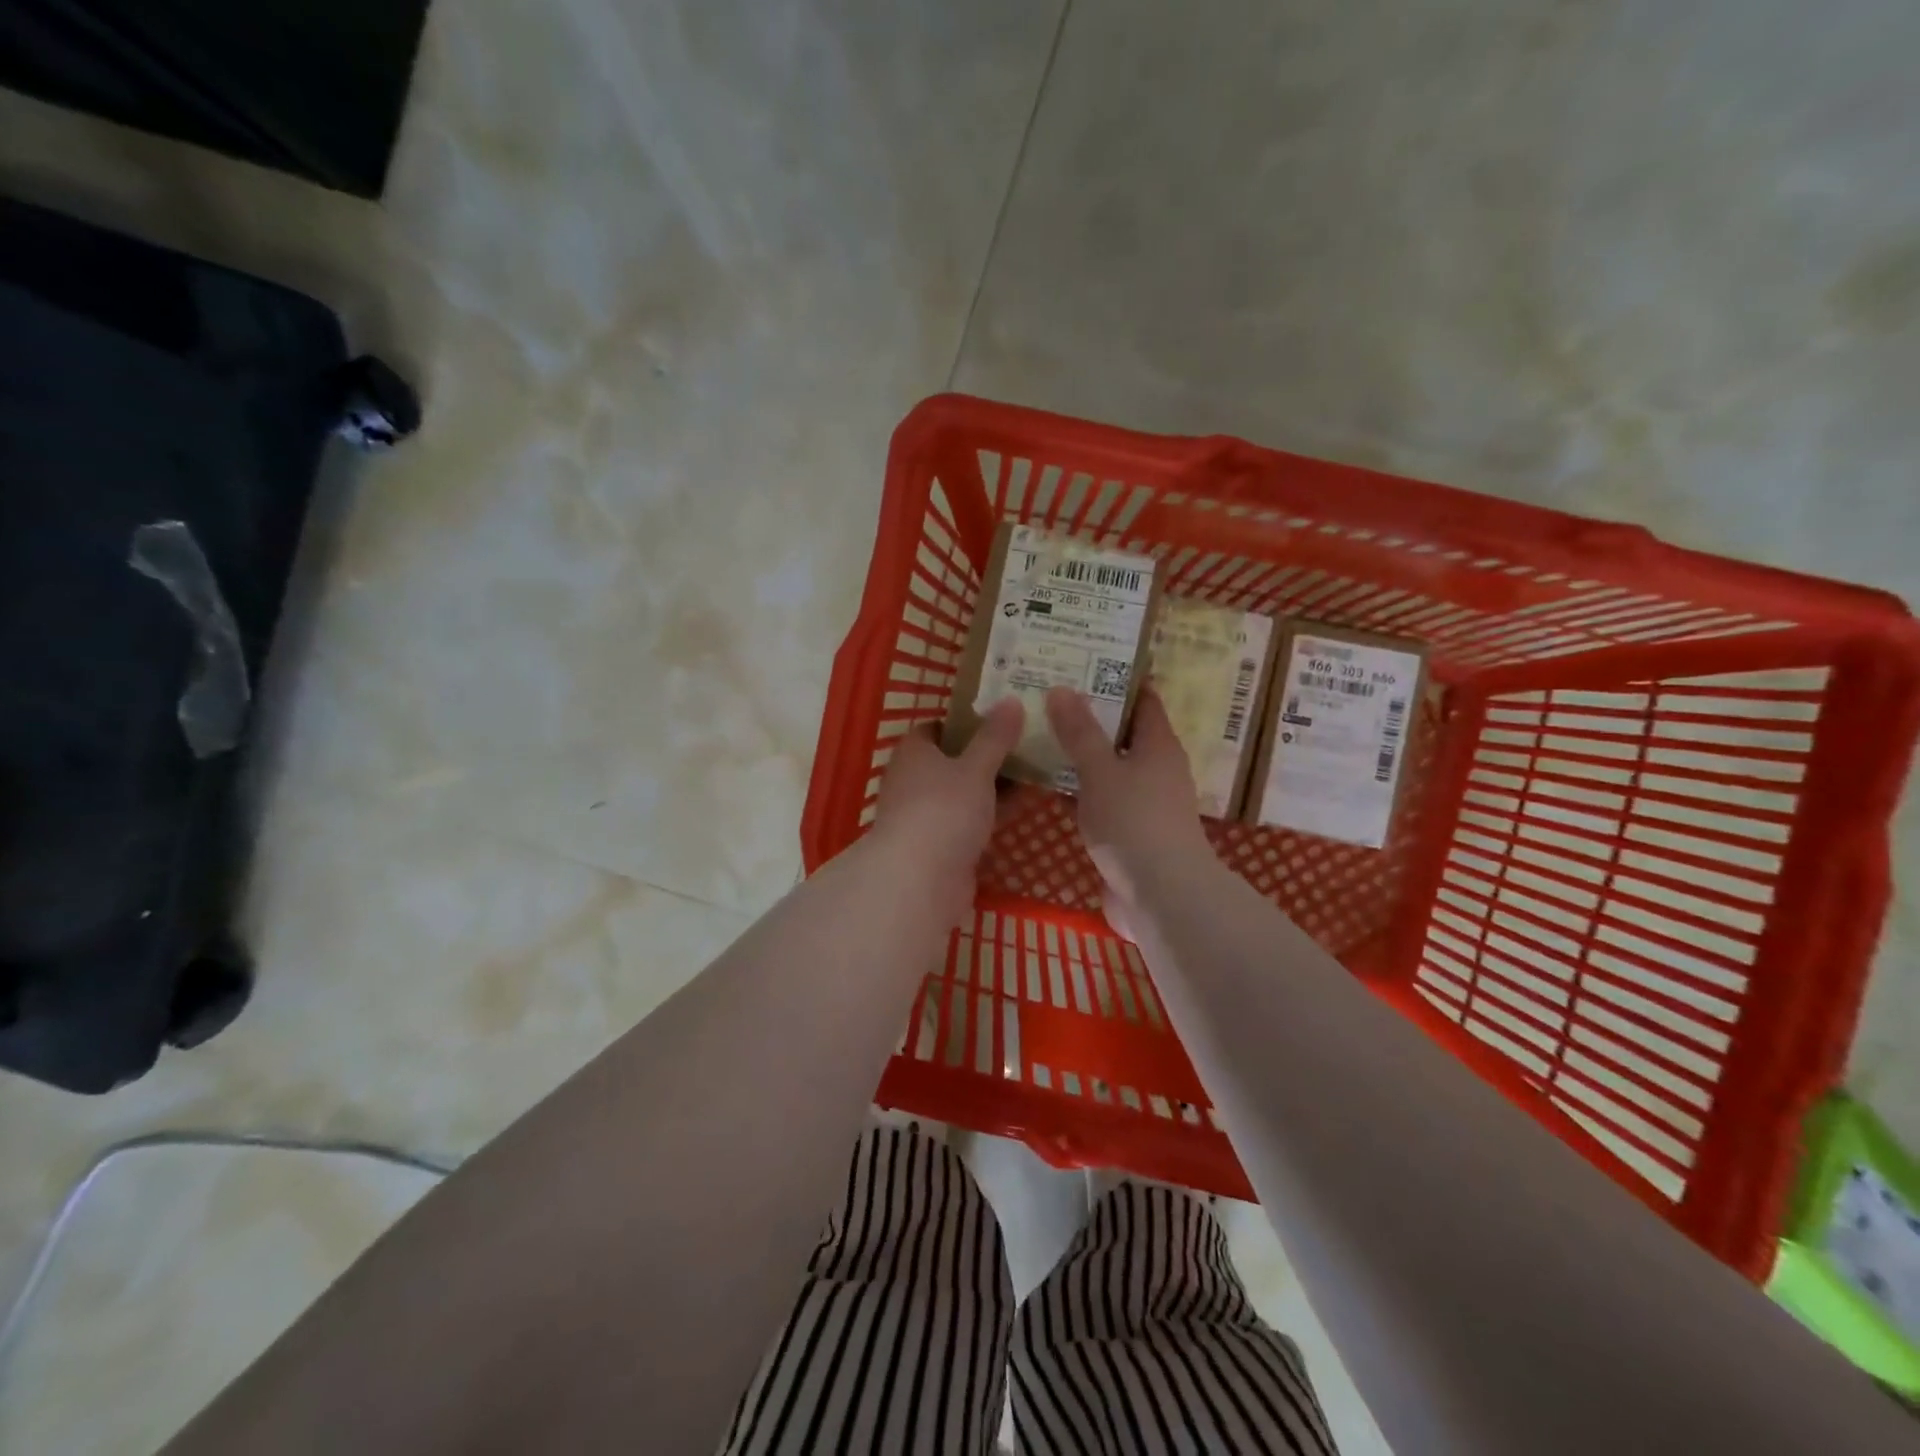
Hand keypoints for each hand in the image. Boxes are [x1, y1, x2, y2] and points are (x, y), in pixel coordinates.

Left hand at [871, 698, 1024, 923]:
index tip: (1002, 715)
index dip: (967, 719)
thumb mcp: (976, 768)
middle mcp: (914, 779)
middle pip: (954, 759)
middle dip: (988, 752)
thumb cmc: (944, 810)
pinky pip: (970, 819)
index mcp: (914, 752)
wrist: (921, 880)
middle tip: (1028, 740)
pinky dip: (992, 812)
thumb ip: (995, 737)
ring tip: (1036, 768)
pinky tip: (1025, 804)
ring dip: (994, 784)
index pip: (938, 726)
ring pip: (965, 791)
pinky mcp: (941, 844)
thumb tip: (1010, 700)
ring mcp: (927, 814)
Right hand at [1045, 687, 1210, 935]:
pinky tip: (1056, 787)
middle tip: (1053, 696)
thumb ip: (1080, 732)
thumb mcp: (1101, 771)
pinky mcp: (1135, 833)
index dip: (1119, 680)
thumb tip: (1062, 687)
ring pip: (1114, 768)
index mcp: (1159, 745)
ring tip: (1046, 735)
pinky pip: (1107, 799)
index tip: (1086, 663)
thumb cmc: (1134, 822)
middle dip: (1095, 716)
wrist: (1161, 896)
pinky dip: (1085, 789)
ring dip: (1087, 755)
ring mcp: (1149, 804)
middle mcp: (1159, 769)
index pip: (1144, 700)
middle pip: (1126, 733)